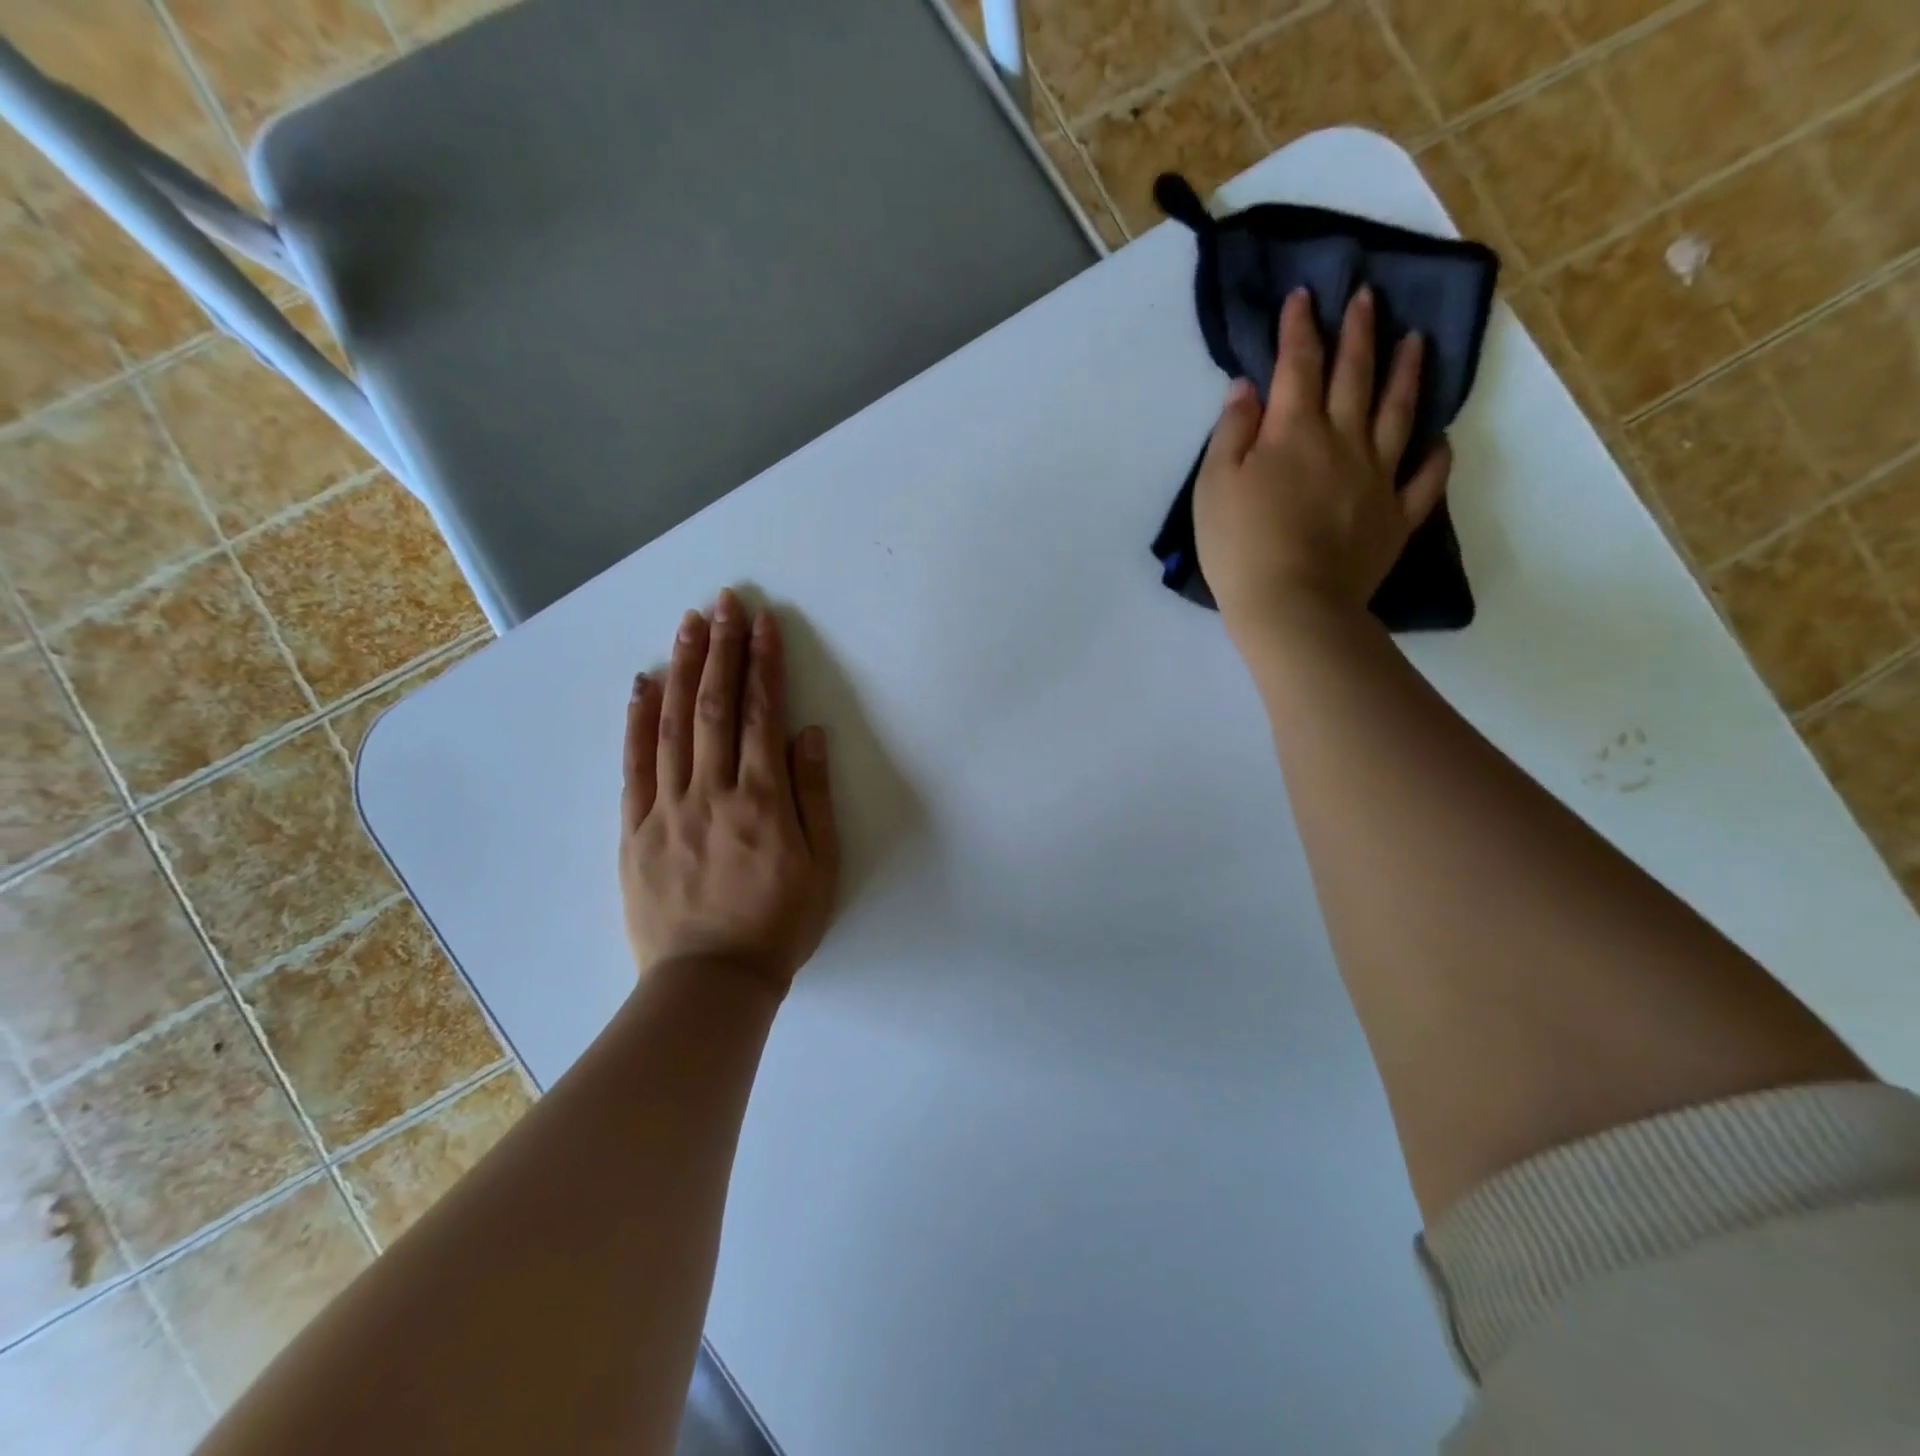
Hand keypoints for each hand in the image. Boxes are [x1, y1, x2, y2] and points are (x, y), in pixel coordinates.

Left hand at [620, 590, 839, 996]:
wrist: (712, 981)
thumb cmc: (779, 924)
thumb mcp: (822, 865)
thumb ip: (814, 795)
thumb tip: (808, 734)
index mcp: (763, 800)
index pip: (762, 714)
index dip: (765, 664)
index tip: (764, 622)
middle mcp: (713, 791)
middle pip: (716, 706)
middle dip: (722, 649)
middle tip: (724, 602)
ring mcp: (668, 808)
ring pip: (673, 725)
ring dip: (682, 668)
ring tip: (688, 624)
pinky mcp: (635, 829)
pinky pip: (634, 766)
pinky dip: (638, 721)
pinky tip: (642, 684)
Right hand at [1192, 285, 1451, 640]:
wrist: (1291, 606)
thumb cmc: (1240, 547)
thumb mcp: (1214, 487)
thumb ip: (1231, 433)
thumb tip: (1247, 388)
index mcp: (1293, 432)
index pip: (1298, 365)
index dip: (1300, 328)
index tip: (1304, 296)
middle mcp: (1343, 441)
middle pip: (1354, 376)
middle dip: (1358, 332)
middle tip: (1368, 297)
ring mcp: (1377, 477)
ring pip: (1399, 413)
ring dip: (1406, 373)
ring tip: (1416, 341)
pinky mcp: (1395, 516)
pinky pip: (1424, 478)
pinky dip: (1435, 455)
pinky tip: (1440, 439)